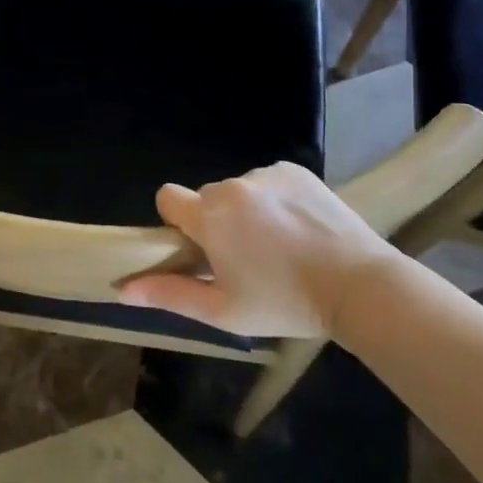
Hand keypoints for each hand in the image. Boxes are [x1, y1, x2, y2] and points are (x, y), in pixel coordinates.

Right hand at [119, 163, 405, 338]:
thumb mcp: (223, 311)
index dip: (177, 222)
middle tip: (246, 258)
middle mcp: (233, 185)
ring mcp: (267, 174)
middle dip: (216, 222)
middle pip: (206, 198)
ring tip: (281, 245)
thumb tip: (122, 289)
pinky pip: (269, 182)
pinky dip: (275, 201)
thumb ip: (170, 295)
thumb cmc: (286, 303)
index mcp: (210, 216)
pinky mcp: (297, 171)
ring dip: (247, 212)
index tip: (200, 248)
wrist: (360, 285)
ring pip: (239, 191)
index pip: (168, 198)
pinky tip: (300, 228)